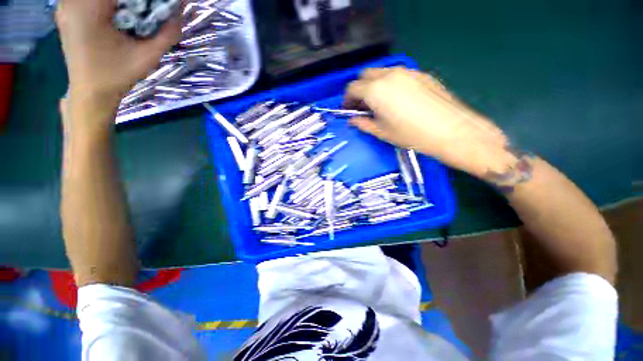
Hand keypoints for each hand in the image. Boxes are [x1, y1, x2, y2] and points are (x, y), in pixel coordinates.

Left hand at [56, 0, 181, 118]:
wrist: (91, 93)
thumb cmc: (117, 76)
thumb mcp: (148, 56)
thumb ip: (167, 34)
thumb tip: (179, 13)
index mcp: (89, 7)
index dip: (141, 0)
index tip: (154, 8)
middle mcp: (72, 2)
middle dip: (131, 2)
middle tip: (144, 12)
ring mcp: (66, 6)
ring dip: (119, 3)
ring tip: (131, 17)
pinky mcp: (66, 12)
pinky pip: (88, 0)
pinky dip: (107, 5)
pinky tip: (115, 16)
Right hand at [345, 67, 516, 178]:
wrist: (451, 130)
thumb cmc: (410, 135)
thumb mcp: (382, 132)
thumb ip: (363, 123)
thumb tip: (353, 120)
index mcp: (376, 90)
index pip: (352, 88)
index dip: (346, 99)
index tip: (348, 110)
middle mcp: (389, 75)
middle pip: (365, 75)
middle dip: (359, 90)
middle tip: (362, 106)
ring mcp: (407, 72)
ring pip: (381, 73)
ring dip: (374, 86)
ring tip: (379, 104)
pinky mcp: (421, 74)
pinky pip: (398, 75)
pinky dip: (389, 85)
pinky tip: (397, 100)